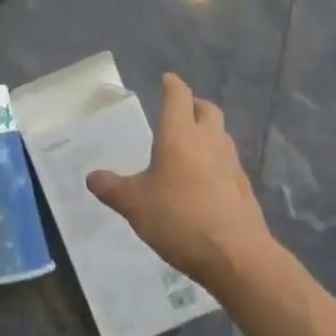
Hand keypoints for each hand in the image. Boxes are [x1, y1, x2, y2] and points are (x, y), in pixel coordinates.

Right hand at [87, 73, 272, 289]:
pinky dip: (217, 161)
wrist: (237, 256)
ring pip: (221, 135)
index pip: (179, 97)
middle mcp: (209, 141)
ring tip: (191, 146)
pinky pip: (229, 162)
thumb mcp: (135, 205)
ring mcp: (231, 164)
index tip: (167, 79)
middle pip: (207, 110)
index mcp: (180, 136)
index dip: (173, 85)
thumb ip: (112, 188)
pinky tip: (206, 180)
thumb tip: (91, 177)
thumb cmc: (180, 219)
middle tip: (181, 111)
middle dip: (194, 105)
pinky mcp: (244, 188)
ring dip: (208, 132)